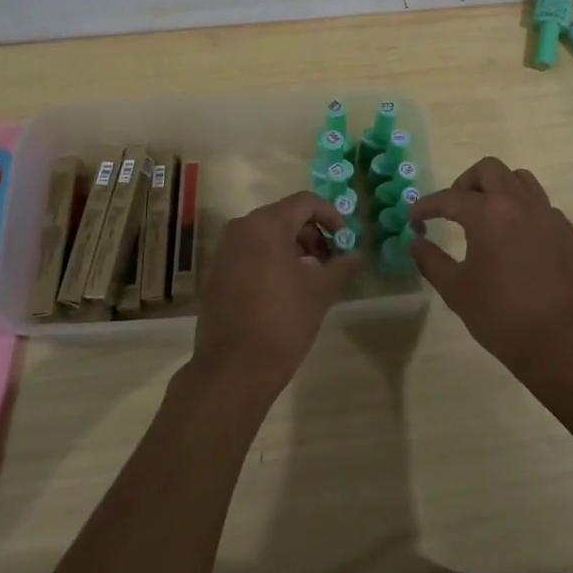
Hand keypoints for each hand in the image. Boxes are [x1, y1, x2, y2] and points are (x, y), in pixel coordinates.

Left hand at [189, 191, 355, 403]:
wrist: (232, 369)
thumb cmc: (281, 323)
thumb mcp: (319, 293)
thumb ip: (339, 266)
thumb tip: (354, 255)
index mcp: (266, 225)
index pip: (305, 202)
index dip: (330, 215)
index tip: (345, 239)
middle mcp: (241, 228)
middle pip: (285, 216)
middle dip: (312, 233)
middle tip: (330, 260)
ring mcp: (225, 250)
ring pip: (267, 234)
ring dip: (293, 247)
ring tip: (312, 276)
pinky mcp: (218, 271)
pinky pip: (251, 251)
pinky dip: (272, 258)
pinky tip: (286, 287)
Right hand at [410, 158, 572, 407]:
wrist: (565, 345)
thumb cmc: (502, 317)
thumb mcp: (456, 291)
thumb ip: (431, 261)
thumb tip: (416, 243)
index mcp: (488, 213)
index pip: (450, 197)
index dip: (427, 205)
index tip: (414, 217)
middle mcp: (520, 204)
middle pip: (490, 170)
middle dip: (466, 183)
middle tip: (455, 208)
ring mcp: (551, 217)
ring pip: (522, 181)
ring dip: (500, 189)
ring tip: (488, 217)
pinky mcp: (571, 235)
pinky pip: (544, 209)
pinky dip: (525, 214)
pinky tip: (519, 243)